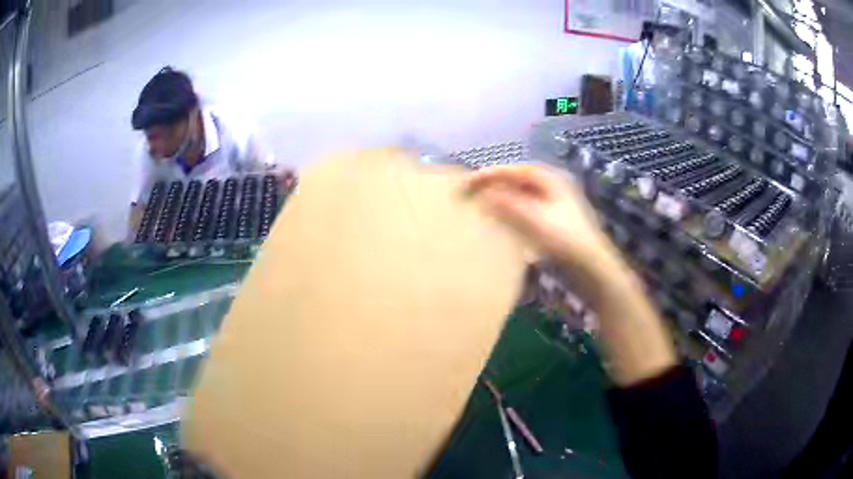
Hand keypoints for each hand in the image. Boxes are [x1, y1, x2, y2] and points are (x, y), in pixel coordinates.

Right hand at [464, 164, 625, 294]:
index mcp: (553, 180)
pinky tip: (504, 223)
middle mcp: (557, 188)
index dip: (491, 174)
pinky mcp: (558, 224)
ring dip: (504, 198)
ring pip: (525, 195)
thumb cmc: (566, 242)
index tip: (467, 182)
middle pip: (521, 180)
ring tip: (484, 205)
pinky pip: (529, 210)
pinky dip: (513, 212)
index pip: (516, 170)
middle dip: (496, 184)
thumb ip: (508, 205)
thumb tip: (484, 194)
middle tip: (473, 191)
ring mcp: (559, 206)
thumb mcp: (535, 220)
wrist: (593, 271)